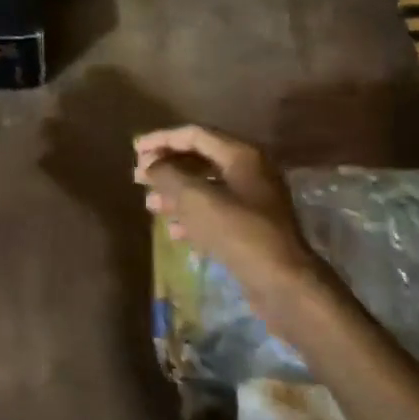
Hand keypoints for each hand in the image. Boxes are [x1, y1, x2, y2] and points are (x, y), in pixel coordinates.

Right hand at [134, 125, 317, 290]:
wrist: (283, 284)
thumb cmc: (238, 233)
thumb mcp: (196, 199)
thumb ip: (168, 175)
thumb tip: (151, 164)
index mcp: (241, 155)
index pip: (195, 135)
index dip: (162, 139)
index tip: (135, 150)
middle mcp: (250, 171)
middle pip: (200, 159)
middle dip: (167, 167)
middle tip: (138, 177)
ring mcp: (254, 201)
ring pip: (206, 187)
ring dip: (176, 193)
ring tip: (150, 204)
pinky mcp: (252, 228)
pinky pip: (216, 212)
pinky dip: (192, 216)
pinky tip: (173, 231)